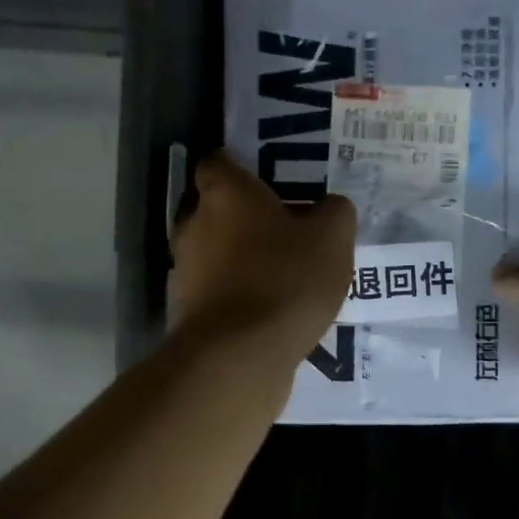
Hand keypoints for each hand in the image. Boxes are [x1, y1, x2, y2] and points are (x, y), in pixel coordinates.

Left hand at [170, 152, 355, 364]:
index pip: (219, 162)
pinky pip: (215, 292)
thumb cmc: (285, 280)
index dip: (242, 168)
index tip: (270, 182)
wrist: (239, 356)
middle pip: (215, 210)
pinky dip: (235, 297)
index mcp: (225, 194)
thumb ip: (334, 213)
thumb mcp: (332, 239)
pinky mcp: (186, 311)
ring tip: (280, 278)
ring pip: (214, 254)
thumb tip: (330, 207)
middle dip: (245, 219)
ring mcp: (184, 270)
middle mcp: (194, 224)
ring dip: (240, 261)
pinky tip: (267, 313)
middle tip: (285, 231)